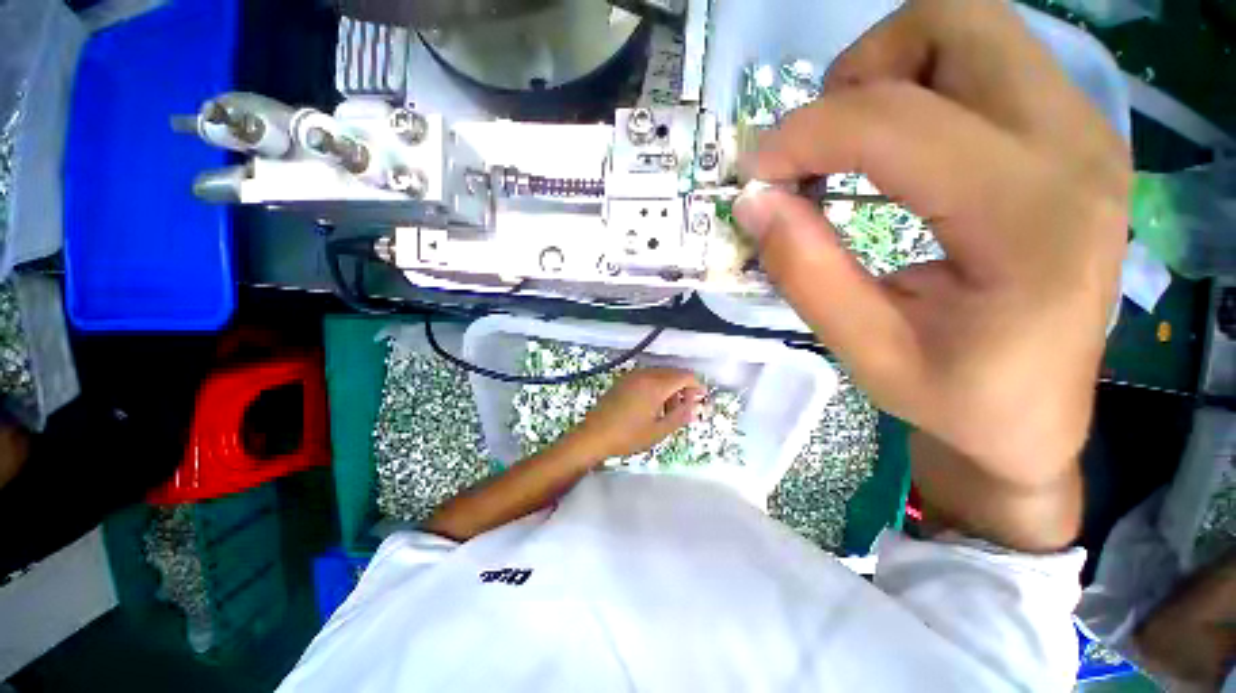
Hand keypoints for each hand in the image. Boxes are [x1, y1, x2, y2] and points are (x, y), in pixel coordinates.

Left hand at [566, 368, 704, 462]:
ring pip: (660, 374)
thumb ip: (680, 416)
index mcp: (656, 385)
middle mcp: (645, 374)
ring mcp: (632, 376)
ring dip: (669, 388)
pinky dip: (656, 386)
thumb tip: (696, 407)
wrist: (593, 435)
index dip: (696, 385)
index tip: (701, 399)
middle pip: (672, 373)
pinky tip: (652, 405)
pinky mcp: (623, 381)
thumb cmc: (628, 436)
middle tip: (685, 409)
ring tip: (667, 411)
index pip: (684, 376)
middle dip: (683, 388)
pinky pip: (647, 377)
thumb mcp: (658, 431)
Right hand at [735, 0, 1129, 490]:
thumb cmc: (956, 398)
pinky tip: (897, 154)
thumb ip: (805, 273)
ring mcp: (1084, 131)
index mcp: (1030, 219)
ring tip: (853, 149)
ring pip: (971, 27)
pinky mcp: (1072, 134)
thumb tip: (754, 202)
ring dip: (889, 72)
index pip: (897, 123)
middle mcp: (1074, 149)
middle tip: (821, 147)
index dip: (805, 135)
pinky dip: (919, 87)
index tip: (755, 171)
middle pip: (955, 22)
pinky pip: (987, 61)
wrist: (1037, 414)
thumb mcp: (865, 352)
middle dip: (861, 72)